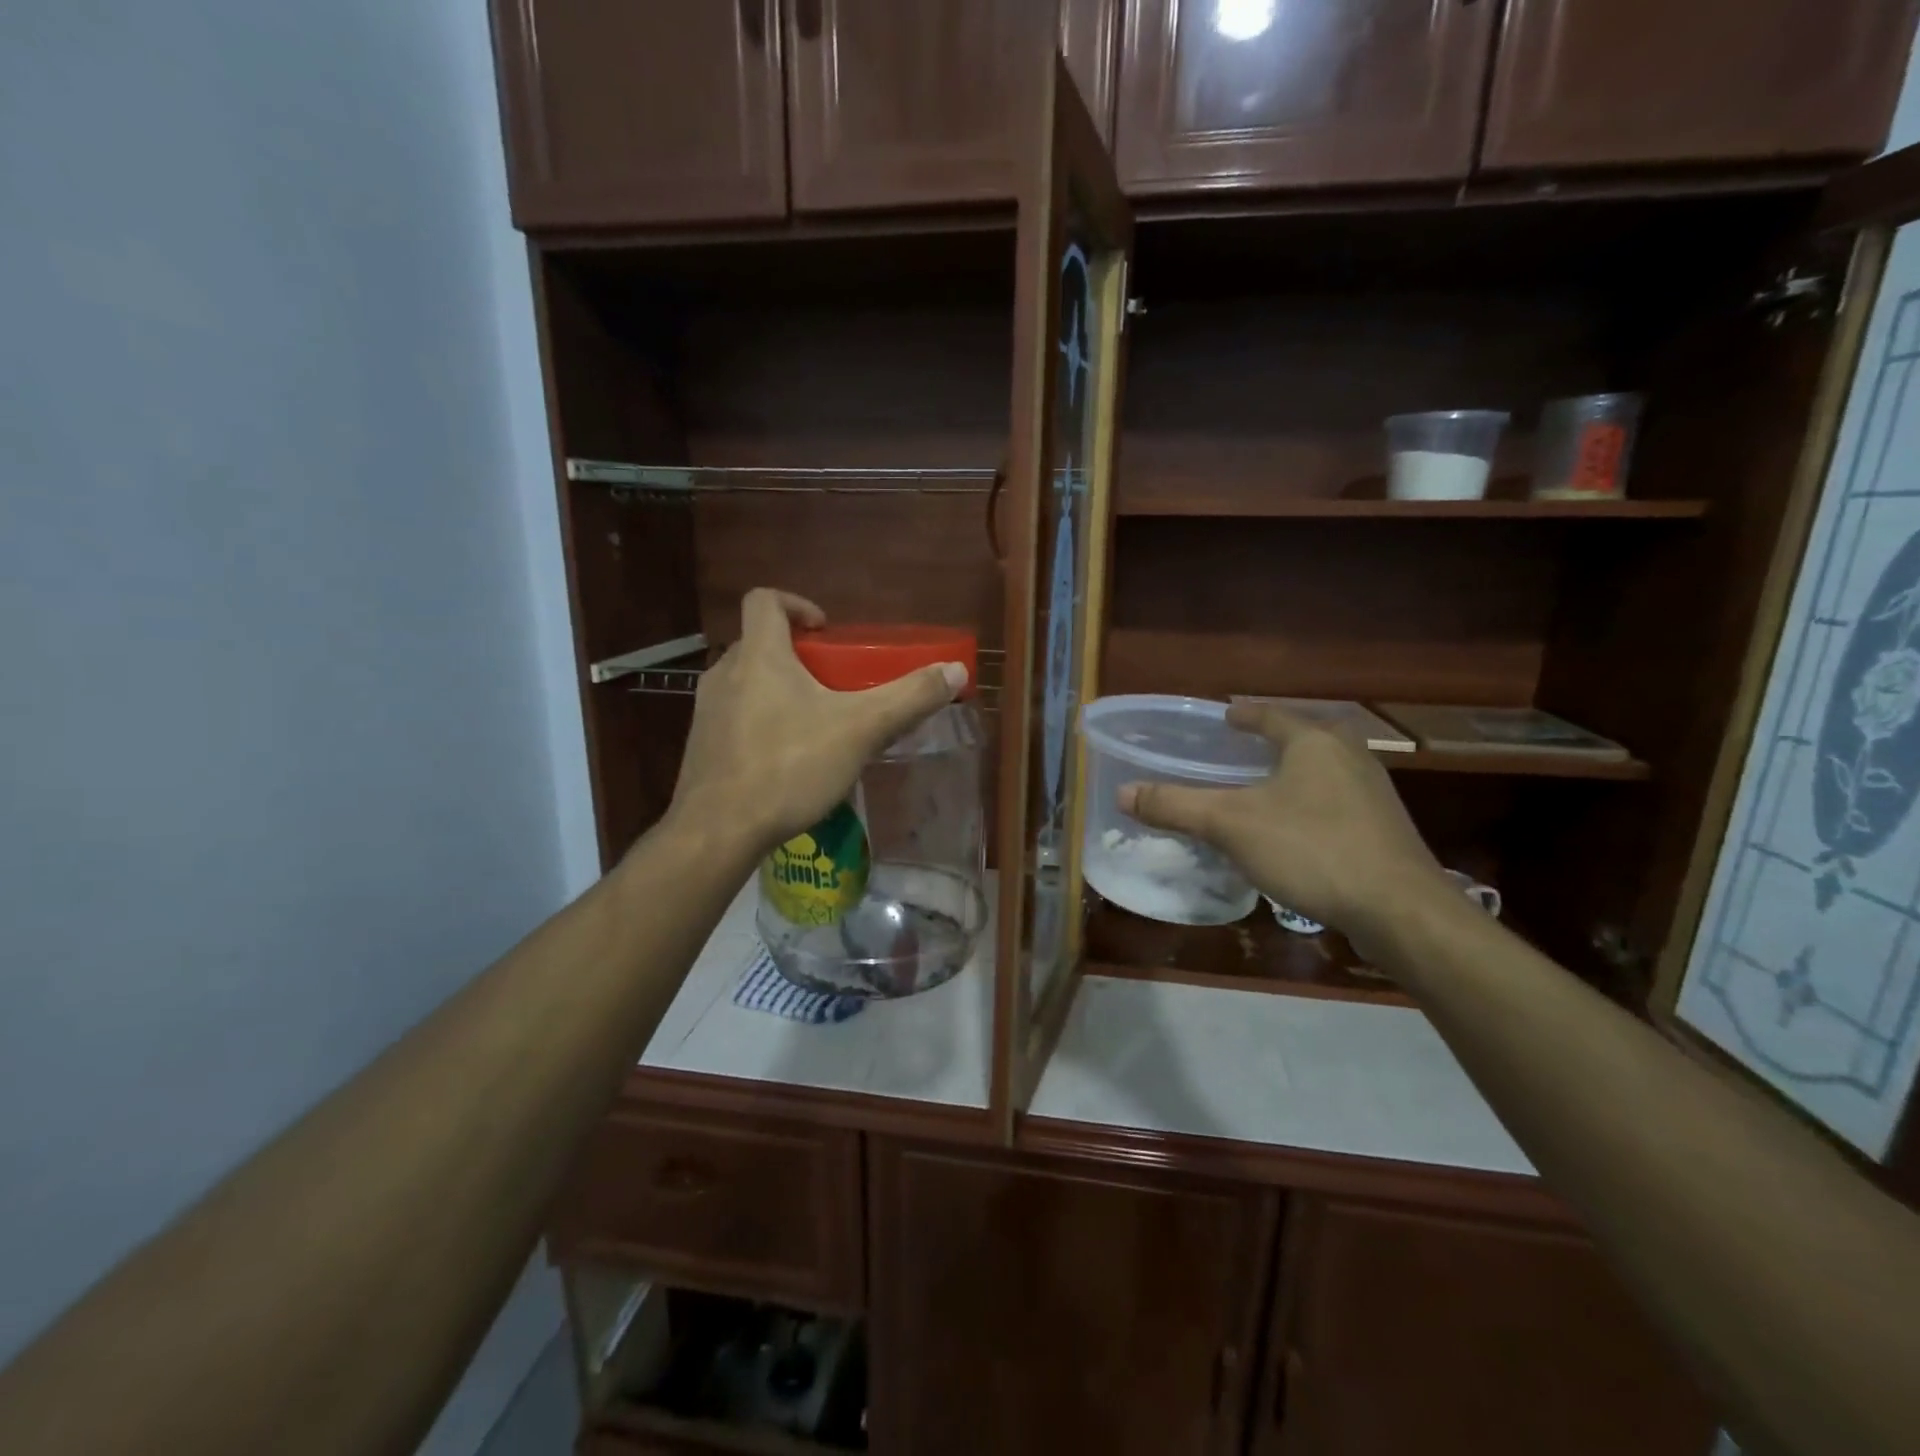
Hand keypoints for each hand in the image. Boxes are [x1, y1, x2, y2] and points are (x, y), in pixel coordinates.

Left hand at [664, 590, 967, 855]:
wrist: (718, 830)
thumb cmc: (789, 766)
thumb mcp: (860, 730)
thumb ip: (909, 698)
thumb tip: (956, 670)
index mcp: (760, 656)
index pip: (764, 601)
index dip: (796, 604)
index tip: (825, 631)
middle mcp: (725, 674)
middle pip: (759, 644)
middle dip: (796, 656)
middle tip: (832, 684)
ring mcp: (707, 712)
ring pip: (746, 684)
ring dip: (778, 691)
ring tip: (813, 725)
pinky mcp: (700, 747)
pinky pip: (734, 719)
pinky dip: (760, 724)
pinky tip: (785, 761)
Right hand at [1118, 701, 1446, 946]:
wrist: (1399, 909)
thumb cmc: (1310, 849)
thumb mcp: (1231, 825)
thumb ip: (1176, 805)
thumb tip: (1124, 792)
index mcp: (1313, 741)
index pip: (1270, 715)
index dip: (1243, 715)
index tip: (1224, 716)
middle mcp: (1349, 755)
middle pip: (1302, 736)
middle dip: (1272, 741)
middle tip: (1240, 750)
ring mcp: (1373, 792)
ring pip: (1323, 769)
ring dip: (1294, 772)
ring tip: (1264, 786)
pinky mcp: (1384, 827)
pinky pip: (1336, 800)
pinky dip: (1311, 802)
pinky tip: (1295, 828)